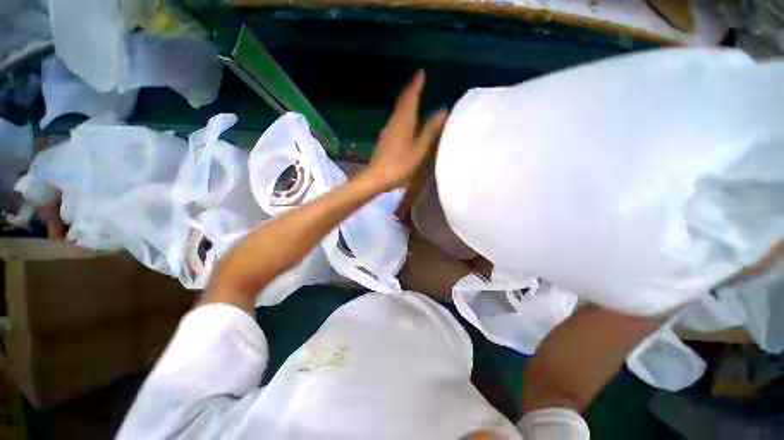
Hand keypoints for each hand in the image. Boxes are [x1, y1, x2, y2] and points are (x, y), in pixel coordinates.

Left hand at [365, 71, 447, 190]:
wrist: (377, 177)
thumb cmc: (400, 164)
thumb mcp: (419, 149)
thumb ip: (430, 130)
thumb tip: (442, 110)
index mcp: (404, 122)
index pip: (410, 99)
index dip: (416, 86)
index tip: (421, 73)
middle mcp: (394, 122)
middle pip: (402, 103)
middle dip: (410, 91)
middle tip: (418, 82)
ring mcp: (388, 130)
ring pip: (398, 111)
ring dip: (405, 101)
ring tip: (413, 96)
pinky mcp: (385, 139)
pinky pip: (395, 120)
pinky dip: (402, 113)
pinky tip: (405, 118)